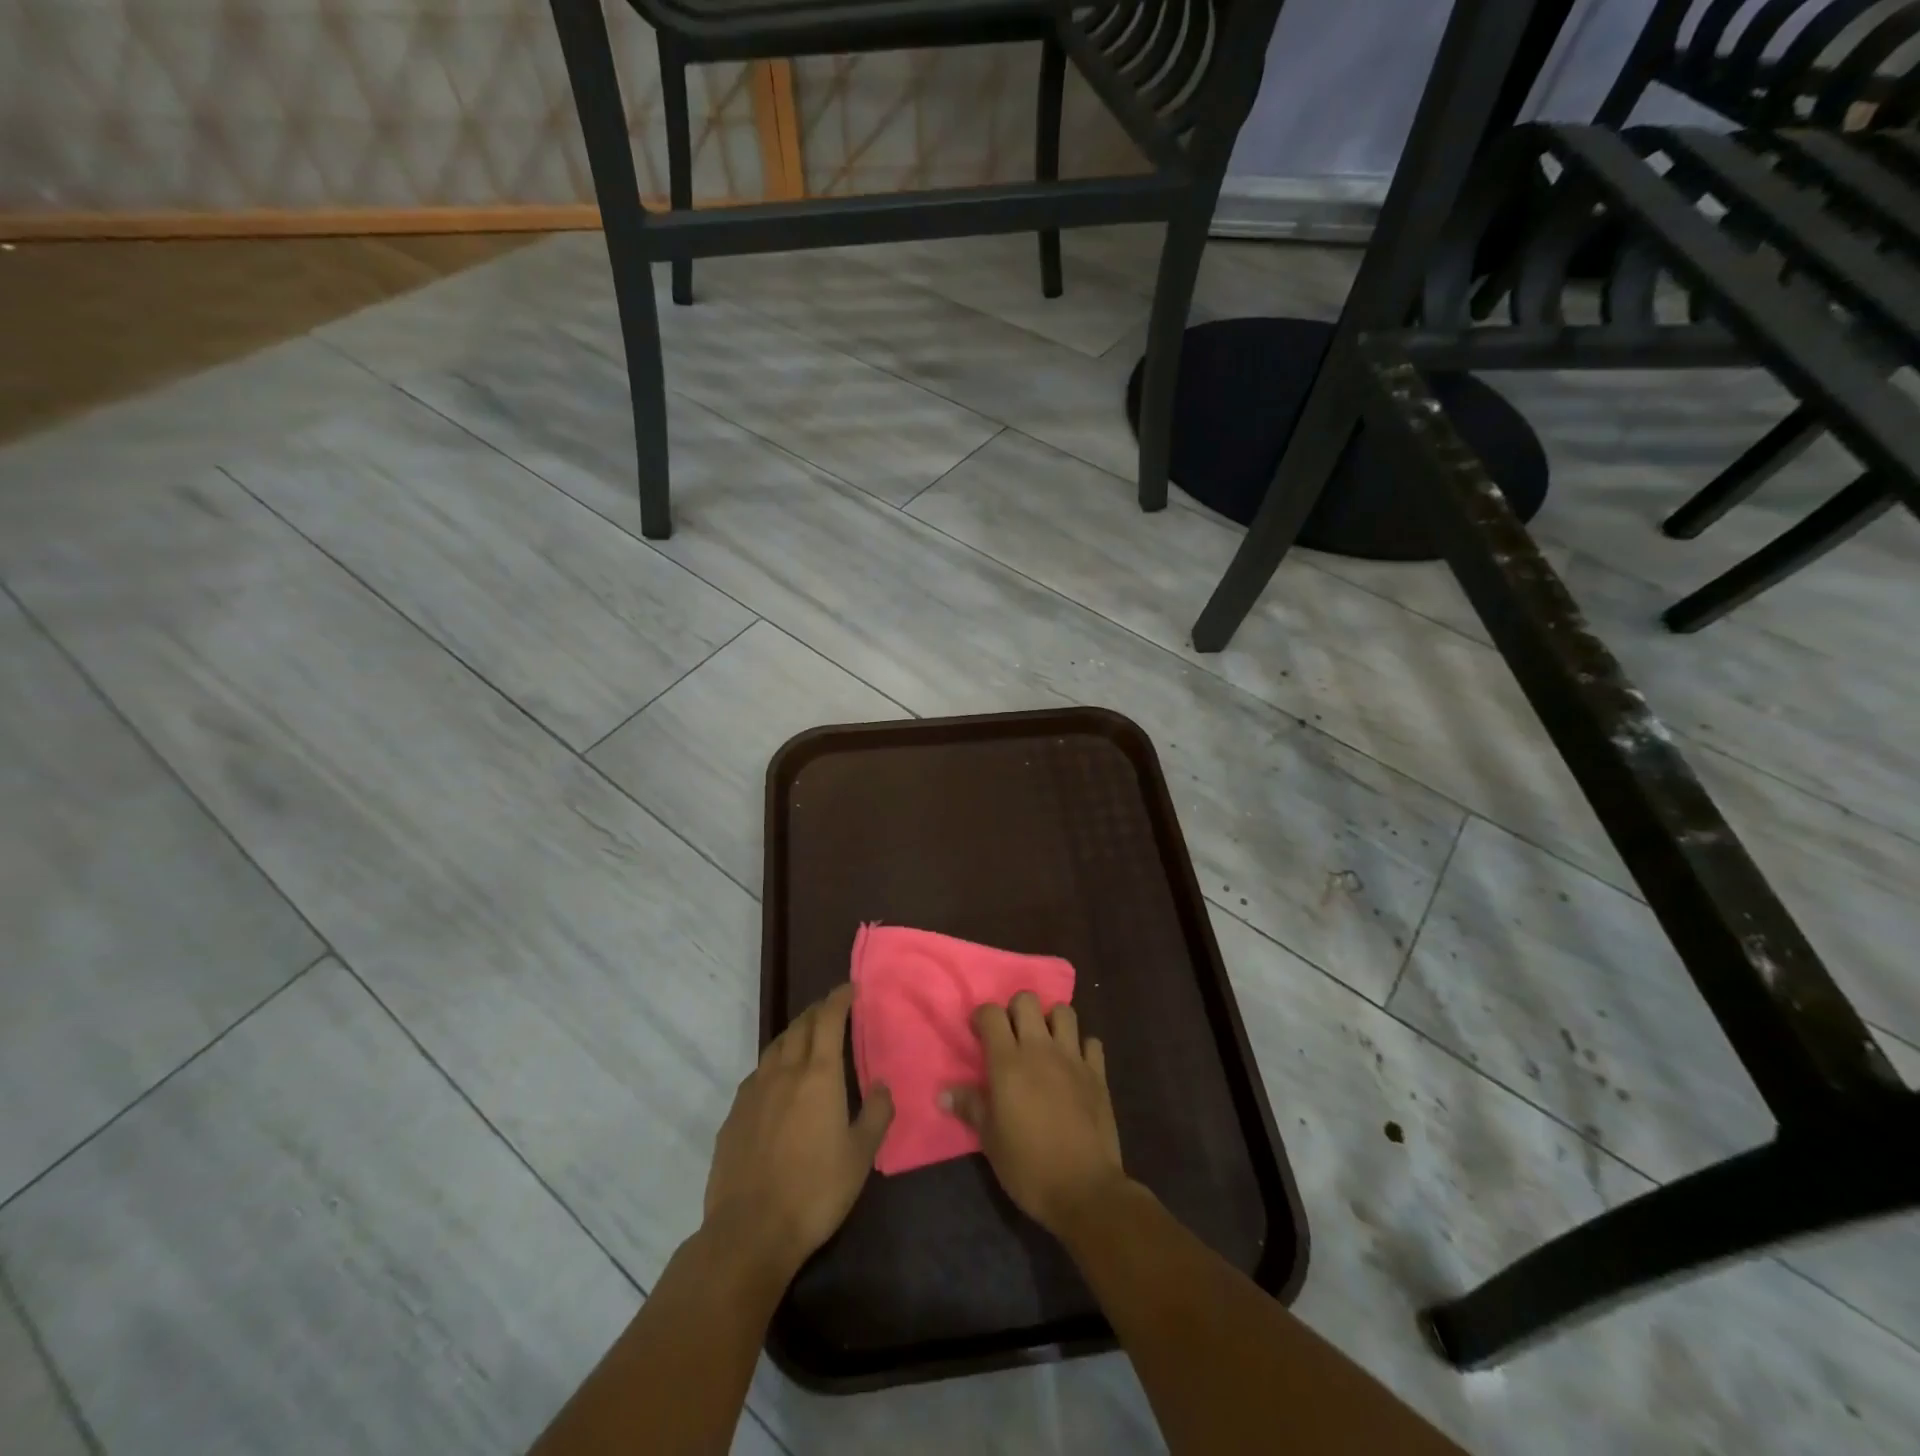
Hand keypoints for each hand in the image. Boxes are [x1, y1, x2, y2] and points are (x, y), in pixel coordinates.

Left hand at [703, 985, 892, 1282]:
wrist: (750, 1231)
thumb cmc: (815, 1191)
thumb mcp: (861, 1156)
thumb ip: (877, 1114)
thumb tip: (883, 1084)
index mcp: (819, 1075)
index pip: (828, 1020)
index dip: (839, 998)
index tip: (850, 988)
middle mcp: (784, 1073)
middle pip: (800, 1027)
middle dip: (817, 1011)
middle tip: (832, 1008)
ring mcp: (754, 1092)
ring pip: (775, 1047)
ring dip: (793, 1034)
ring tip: (805, 1037)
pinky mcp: (734, 1116)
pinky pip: (757, 1075)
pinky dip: (773, 1064)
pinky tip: (776, 1081)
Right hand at [942, 991, 1128, 1238]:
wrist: (1084, 1189)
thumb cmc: (1028, 1166)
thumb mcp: (990, 1139)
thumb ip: (970, 1107)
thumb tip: (943, 1092)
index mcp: (1008, 1062)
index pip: (991, 1014)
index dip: (982, 1017)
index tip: (978, 1033)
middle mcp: (1040, 1049)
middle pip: (1027, 1000)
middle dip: (1015, 1010)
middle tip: (1012, 1036)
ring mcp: (1073, 1058)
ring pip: (1063, 1011)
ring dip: (1051, 1021)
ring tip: (1045, 1043)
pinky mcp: (1098, 1073)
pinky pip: (1091, 1042)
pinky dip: (1082, 1047)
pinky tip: (1075, 1064)